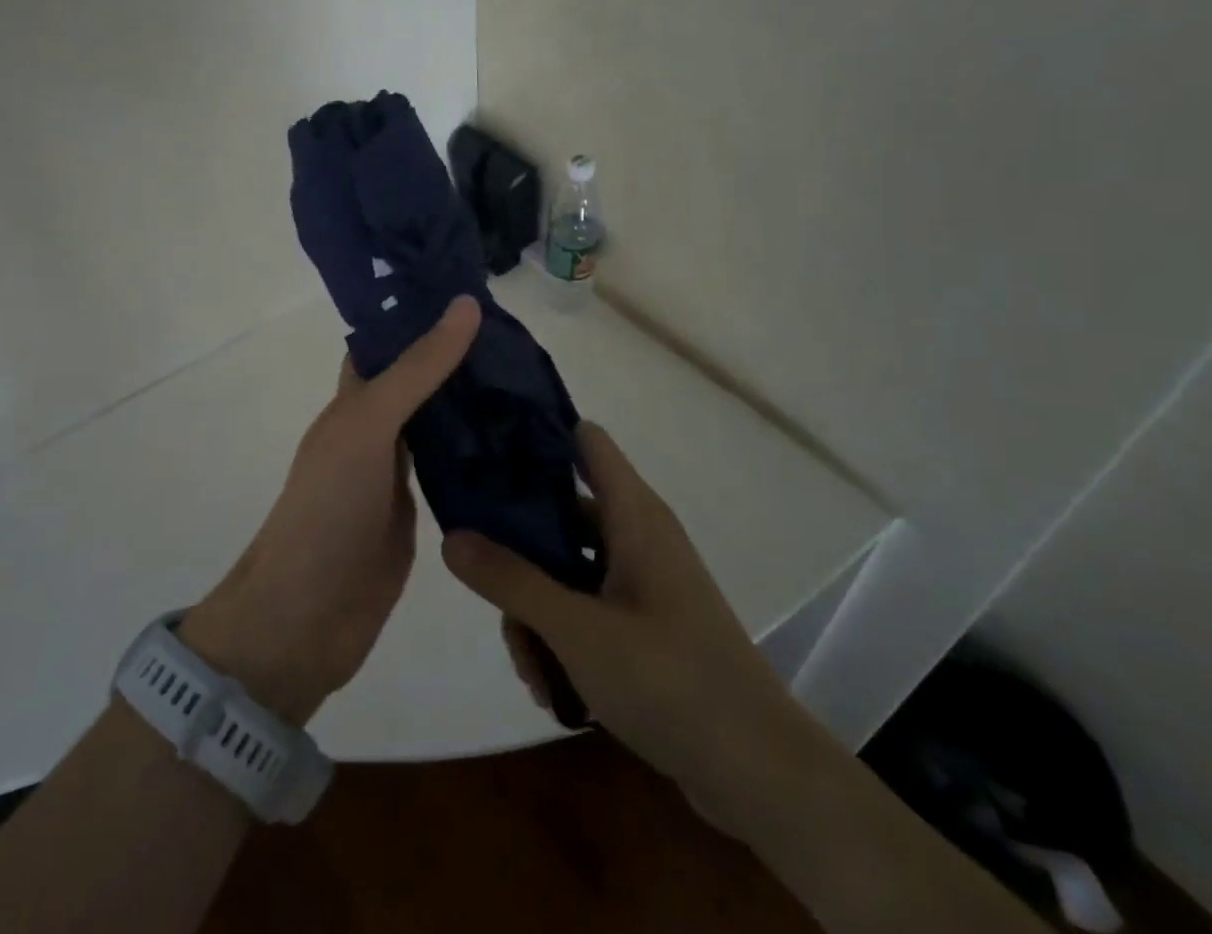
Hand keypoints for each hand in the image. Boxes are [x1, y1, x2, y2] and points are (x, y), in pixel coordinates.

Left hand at [180, 296, 482, 725]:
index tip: (474, 290)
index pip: (388, 342)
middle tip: (522, 336)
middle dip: (461, 358)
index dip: (421, 314)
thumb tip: (464, 305)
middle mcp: (376, 430)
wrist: (306, 618)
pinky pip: (454, 472)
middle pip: (420, 381)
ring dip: (475, 405)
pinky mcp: (421, 514)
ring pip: (441, 425)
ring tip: (533, 379)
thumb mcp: (368, 425)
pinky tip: (523, 443)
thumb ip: (416, 370)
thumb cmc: (327, 508)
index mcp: (355, 401)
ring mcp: (398, 474)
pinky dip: (482, 455)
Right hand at [442, 422, 819, 839]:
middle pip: (561, 514)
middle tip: (490, 593)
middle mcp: (638, 536)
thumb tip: (450, 535)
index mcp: (633, 515)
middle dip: (520, 553)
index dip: (537, 435)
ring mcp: (644, 583)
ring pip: (568, 570)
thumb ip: (511, 580)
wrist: (760, 776)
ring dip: (538, 612)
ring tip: (529, 668)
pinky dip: (564, 637)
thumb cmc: (670, 680)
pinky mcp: (647, 625)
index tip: (484, 451)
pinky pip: (588, 609)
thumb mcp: (577, 630)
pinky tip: (552, 689)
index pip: (584, 440)